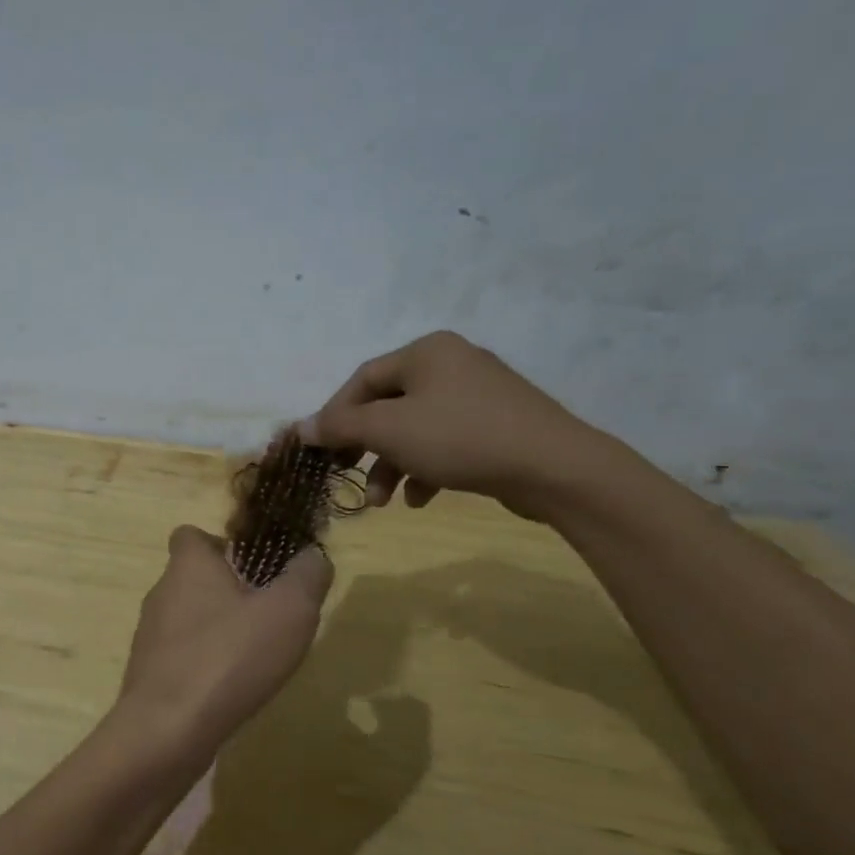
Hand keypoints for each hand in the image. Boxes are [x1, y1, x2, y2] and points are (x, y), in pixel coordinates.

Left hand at [117, 526, 332, 749]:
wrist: (167, 730)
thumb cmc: (229, 657)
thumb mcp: (289, 611)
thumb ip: (307, 577)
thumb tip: (313, 557)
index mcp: (188, 565)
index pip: (192, 535)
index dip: (222, 544)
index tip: (255, 567)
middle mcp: (162, 592)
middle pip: (193, 578)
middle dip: (228, 592)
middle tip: (268, 616)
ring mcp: (150, 635)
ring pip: (188, 619)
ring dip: (218, 630)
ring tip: (255, 657)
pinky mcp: (148, 673)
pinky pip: (182, 656)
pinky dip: (205, 664)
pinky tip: (230, 689)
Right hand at [301, 331, 616, 516]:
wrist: (554, 467)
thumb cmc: (460, 437)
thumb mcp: (389, 430)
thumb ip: (340, 426)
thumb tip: (300, 426)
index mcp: (426, 352)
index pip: (363, 379)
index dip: (335, 415)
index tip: (320, 450)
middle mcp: (451, 364)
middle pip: (388, 406)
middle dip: (365, 448)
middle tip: (346, 474)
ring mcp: (478, 395)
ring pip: (416, 429)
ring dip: (392, 466)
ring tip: (383, 503)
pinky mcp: (497, 425)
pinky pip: (446, 442)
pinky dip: (426, 469)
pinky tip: (421, 499)